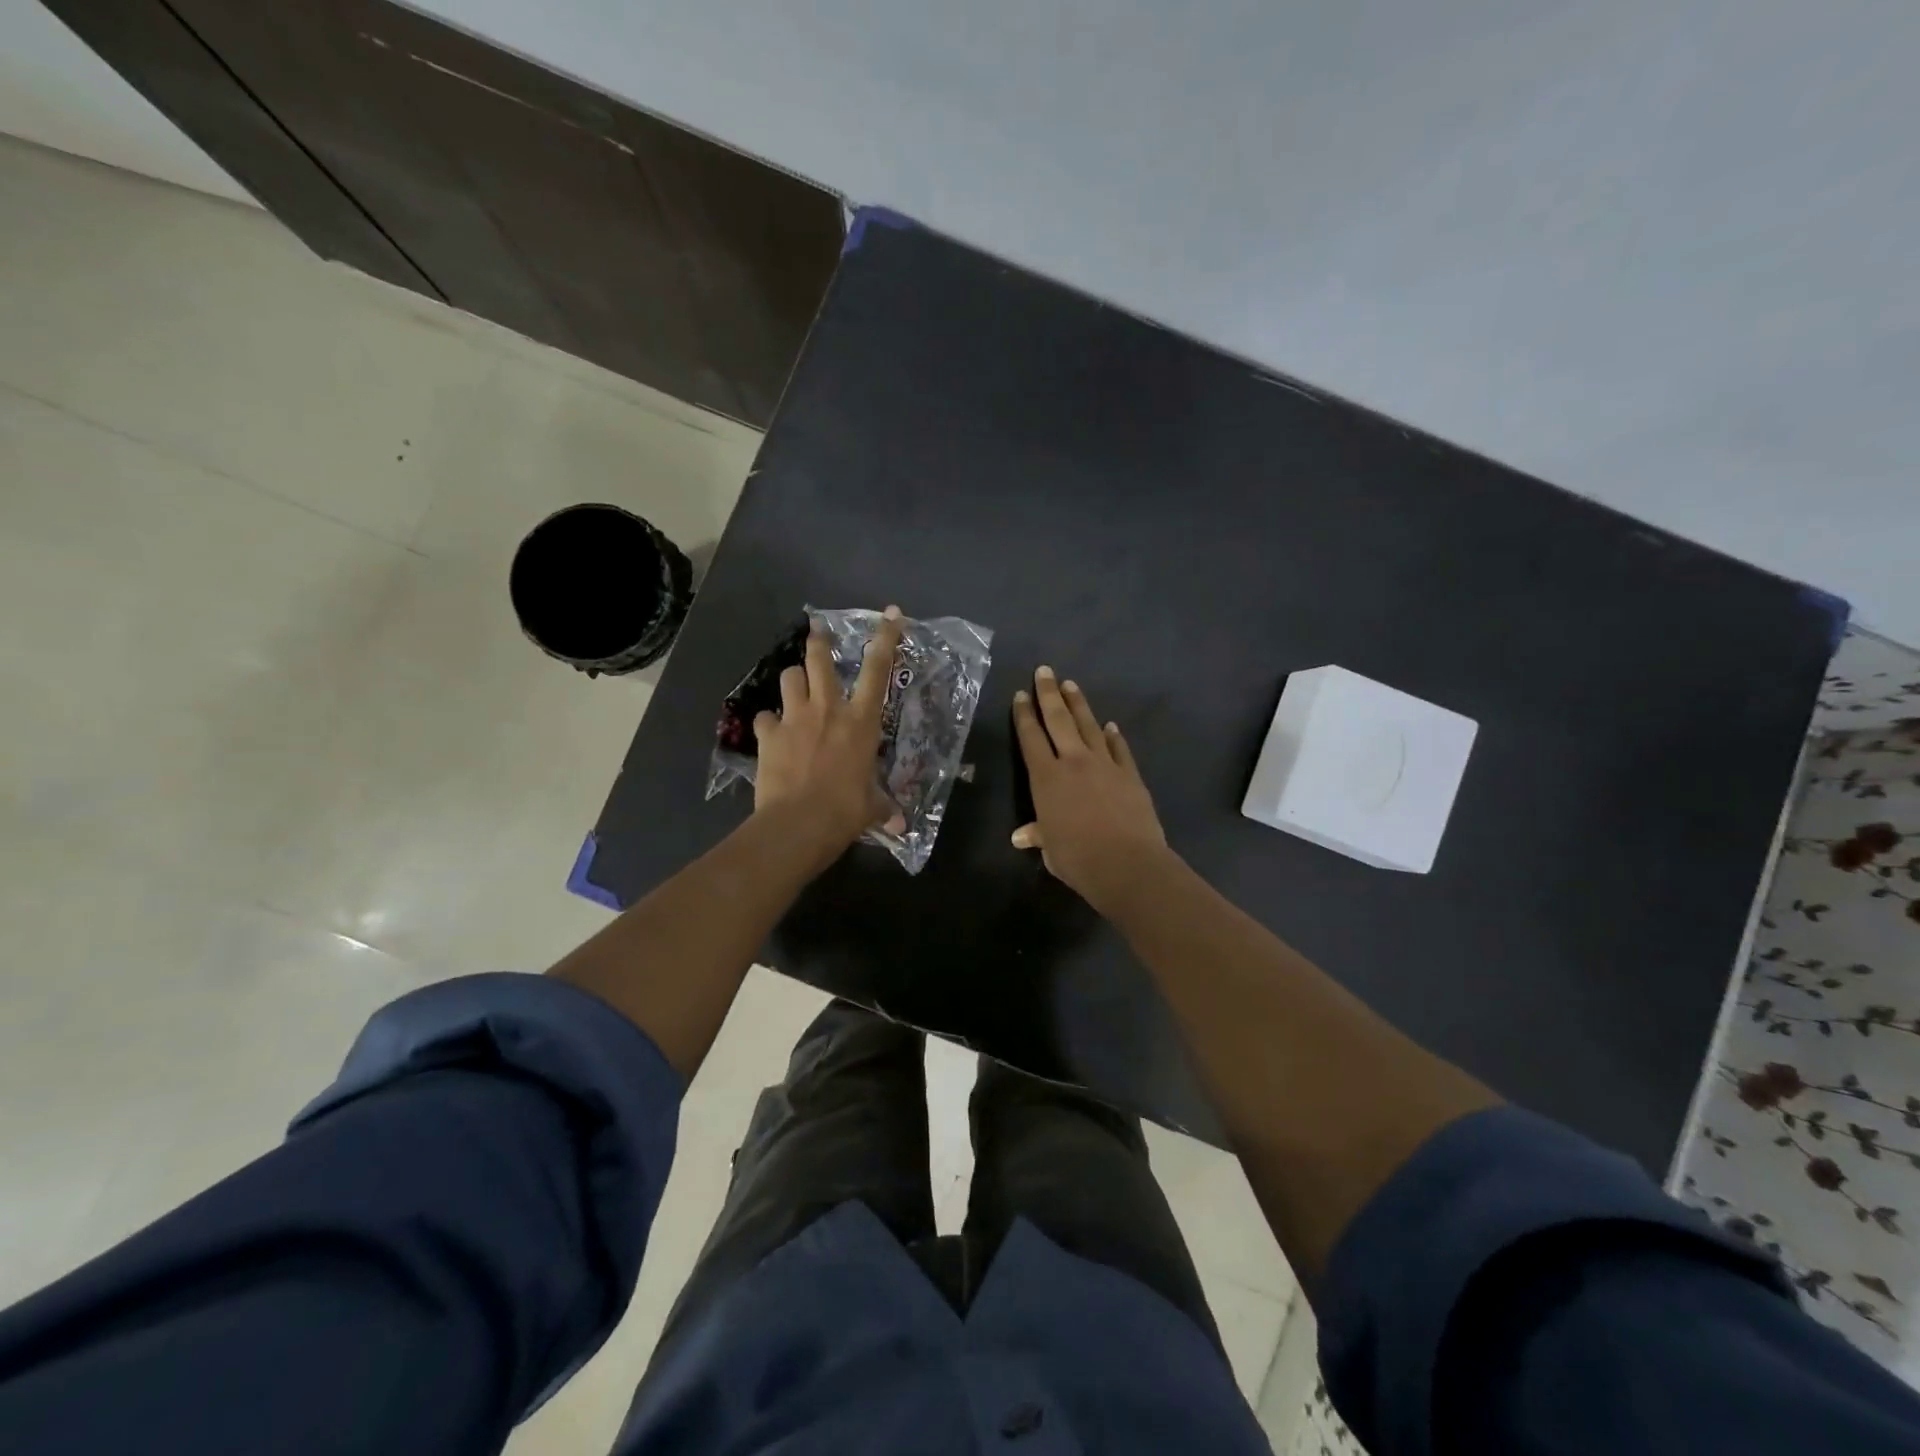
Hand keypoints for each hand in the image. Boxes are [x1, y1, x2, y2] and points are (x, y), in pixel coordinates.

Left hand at [753, 606, 907, 867]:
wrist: (799, 822)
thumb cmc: (846, 811)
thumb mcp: (872, 808)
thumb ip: (884, 807)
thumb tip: (899, 825)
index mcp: (861, 721)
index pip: (878, 669)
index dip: (886, 638)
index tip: (891, 613)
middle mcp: (828, 709)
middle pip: (820, 659)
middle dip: (819, 642)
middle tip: (817, 633)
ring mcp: (794, 718)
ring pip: (790, 678)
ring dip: (794, 680)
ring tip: (796, 688)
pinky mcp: (768, 734)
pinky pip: (765, 718)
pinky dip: (768, 723)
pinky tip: (771, 733)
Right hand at [1011, 666, 1169, 913]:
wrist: (1127, 864)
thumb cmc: (1078, 858)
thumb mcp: (1051, 849)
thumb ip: (1038, 835)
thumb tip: (1022, 837)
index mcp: (1046, 778)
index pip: (1031, 738)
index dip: (1024, 716)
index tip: (1020, 695)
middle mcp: (1074, 762)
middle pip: (1059, 720)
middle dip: (1049, 694)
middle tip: (1045, 670)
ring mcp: (1105, 764)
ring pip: (1089, 726)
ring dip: (1079, 704)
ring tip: (1071, 685)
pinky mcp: (1130, 774)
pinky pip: (1119, 748)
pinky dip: (1113, 735)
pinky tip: (1109, 725)